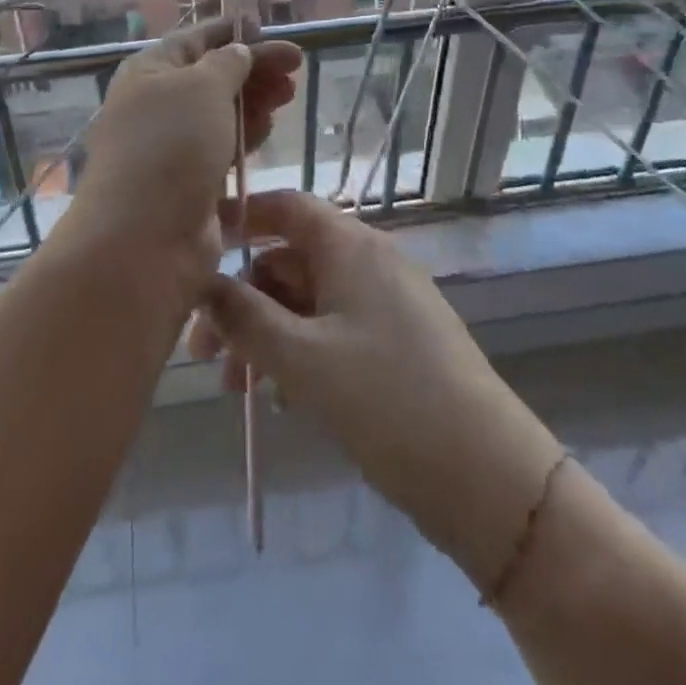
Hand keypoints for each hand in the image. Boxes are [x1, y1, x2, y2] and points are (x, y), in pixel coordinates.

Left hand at [69, 16, 300, 291]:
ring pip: (221, 112)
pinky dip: (246, 135)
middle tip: (294, 69)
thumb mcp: (203, 86)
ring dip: (254, 101)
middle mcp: (157, 103)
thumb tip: (237, 52)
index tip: (268, 29)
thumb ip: (227, 63)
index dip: (232, 32)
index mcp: (149, 70)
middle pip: (212, 75)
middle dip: (253, 68)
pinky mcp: (190, 181)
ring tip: (287, 96)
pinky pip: (223, 147)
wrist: (144, 238)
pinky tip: (267, 130)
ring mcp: (173, 145)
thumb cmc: (171, 145)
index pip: (195, 39)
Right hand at [190, 191, 563, 587]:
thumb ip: (243, 316)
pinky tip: (278, 398)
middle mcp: (368, 261)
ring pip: (306, 302)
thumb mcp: (301, 358)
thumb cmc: (387, 401)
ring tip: (234, 389)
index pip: (284, 206)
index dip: (238, 216)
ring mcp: (385, 303)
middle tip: (201, 352)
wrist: (489, 479)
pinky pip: (331, 331)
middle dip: (241, 299)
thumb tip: (201, 282)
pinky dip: (298, 353)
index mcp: (350, 245)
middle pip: (287, 261)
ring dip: (264, 335)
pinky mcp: (396, 344)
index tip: (195, 243)